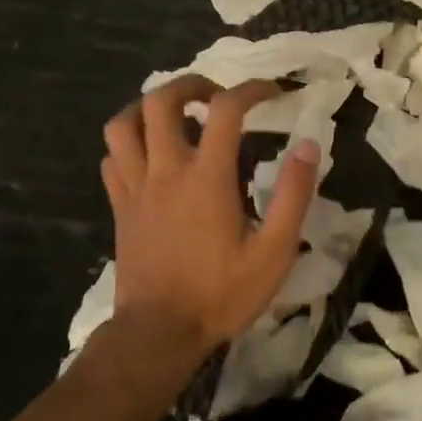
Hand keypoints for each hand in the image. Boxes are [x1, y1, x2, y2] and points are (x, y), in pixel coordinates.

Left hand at [101, 76, 320, 359]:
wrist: (158, 335)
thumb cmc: (221, 294)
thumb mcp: (274, 250)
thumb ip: (294, 194)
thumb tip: (308, 145)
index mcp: (206, 177)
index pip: (226, 109)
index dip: (251, 89)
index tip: (272, 93)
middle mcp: (166, 170)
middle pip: (160, 100)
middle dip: (190, 84)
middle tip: (216, 95)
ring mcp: (136, 188)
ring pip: (122, 124)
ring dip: (148, 108)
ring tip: (176, 116)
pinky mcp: (119, 208)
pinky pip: (112, 158)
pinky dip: (129, 144)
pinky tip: (151, 155)